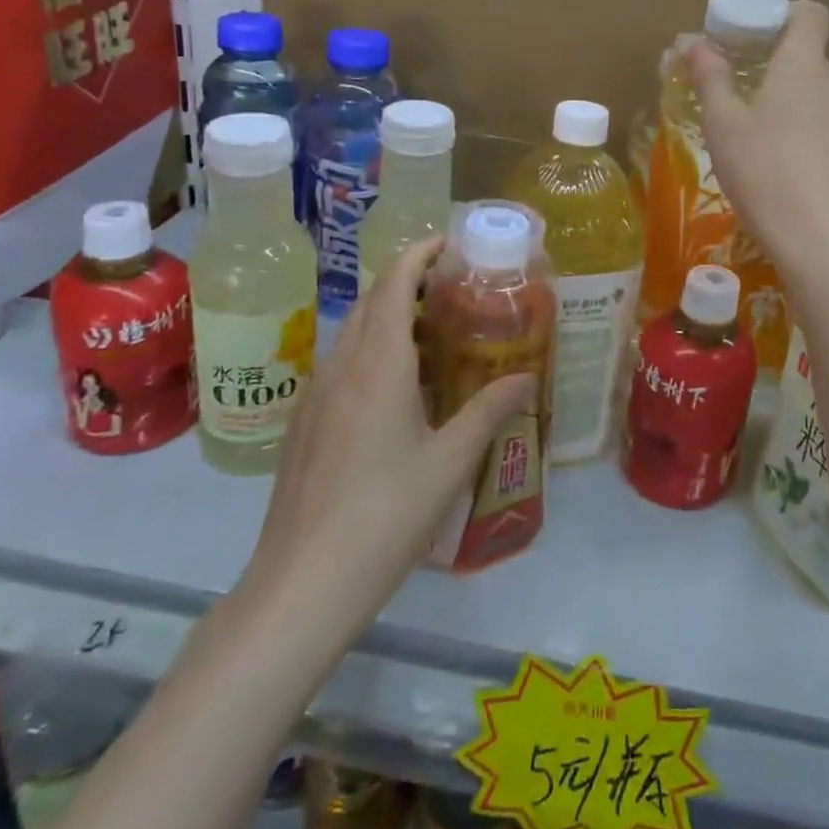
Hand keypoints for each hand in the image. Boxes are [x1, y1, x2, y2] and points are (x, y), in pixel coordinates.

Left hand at [240, 239, 534, 628]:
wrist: (301, 585)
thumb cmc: (385, 515)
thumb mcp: (449, 462)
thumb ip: (489, 411)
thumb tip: (526, 377)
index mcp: (378, 364)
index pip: (394, 284)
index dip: (419, 254)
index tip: (448, 243)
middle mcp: (342, 366)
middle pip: (371, 301)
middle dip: (407, 281)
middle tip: (451, 290)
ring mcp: (315, 396)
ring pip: (352, 333)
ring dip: (387, 317)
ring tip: (431, 336)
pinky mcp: (303, 425)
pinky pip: (340, 364)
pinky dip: (370, 351)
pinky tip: (394, 390)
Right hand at [686, 0, 828, 264]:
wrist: (820, 238)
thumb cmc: (764, 171)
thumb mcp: (723, 123)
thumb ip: (709, 76)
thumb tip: (690, 40)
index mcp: (804, 65)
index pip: (809, 13)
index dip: (782, 13)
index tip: (751, 33)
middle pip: (808, 56)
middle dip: (774, 64)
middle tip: (736, 89)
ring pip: (817, 94)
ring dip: (789, 100)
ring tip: (755, 134)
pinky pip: (827, 125)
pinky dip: (804, 129)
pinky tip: (781, 164)